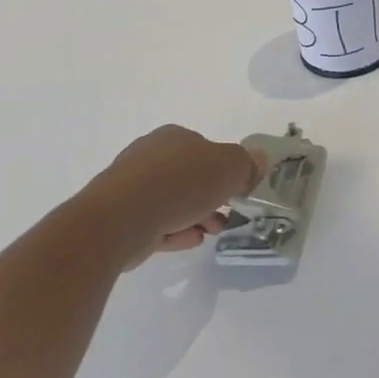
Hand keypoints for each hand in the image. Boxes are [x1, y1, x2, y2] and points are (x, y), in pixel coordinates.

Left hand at [72, 125, 268, 269]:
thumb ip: (248, 164)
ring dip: (196, 215)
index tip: (238, 190)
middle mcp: (149, 156)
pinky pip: (155, 222)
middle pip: (189, 176)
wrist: (120, 219)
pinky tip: (191, 240)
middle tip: (228, 214)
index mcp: (173, 137)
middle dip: (211, 196)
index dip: (224, 168)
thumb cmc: (180, 183)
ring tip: (212, 232)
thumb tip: (259, 160)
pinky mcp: (119, 218)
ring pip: (172, 201)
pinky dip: (175, 230)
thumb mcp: (230, 167)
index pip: (205, 148)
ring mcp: (130, 188)